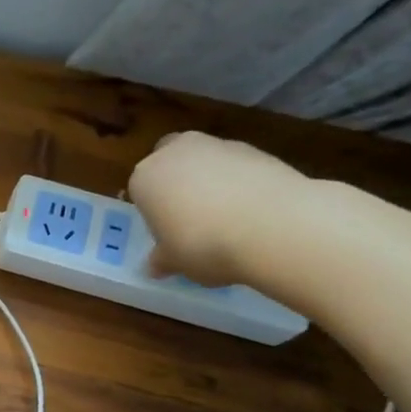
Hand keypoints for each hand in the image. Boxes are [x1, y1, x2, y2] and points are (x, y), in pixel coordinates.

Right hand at [128, 132, 311, 285]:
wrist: (271, 226)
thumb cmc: (202, 245)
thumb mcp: (175, 262)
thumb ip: (162, 259)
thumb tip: (155, 266)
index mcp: (145, 178)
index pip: (140, 190)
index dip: (153, 212)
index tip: (166, 233)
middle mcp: (176, 152)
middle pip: (170, 162)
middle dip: (176, 182)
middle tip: (189, 217)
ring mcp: (218, 145)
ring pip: (205, 161)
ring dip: (210, 181)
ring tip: (227, 218)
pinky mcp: (256, 149)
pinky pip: (237, 167)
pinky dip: (240, 182)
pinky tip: (252, 211)